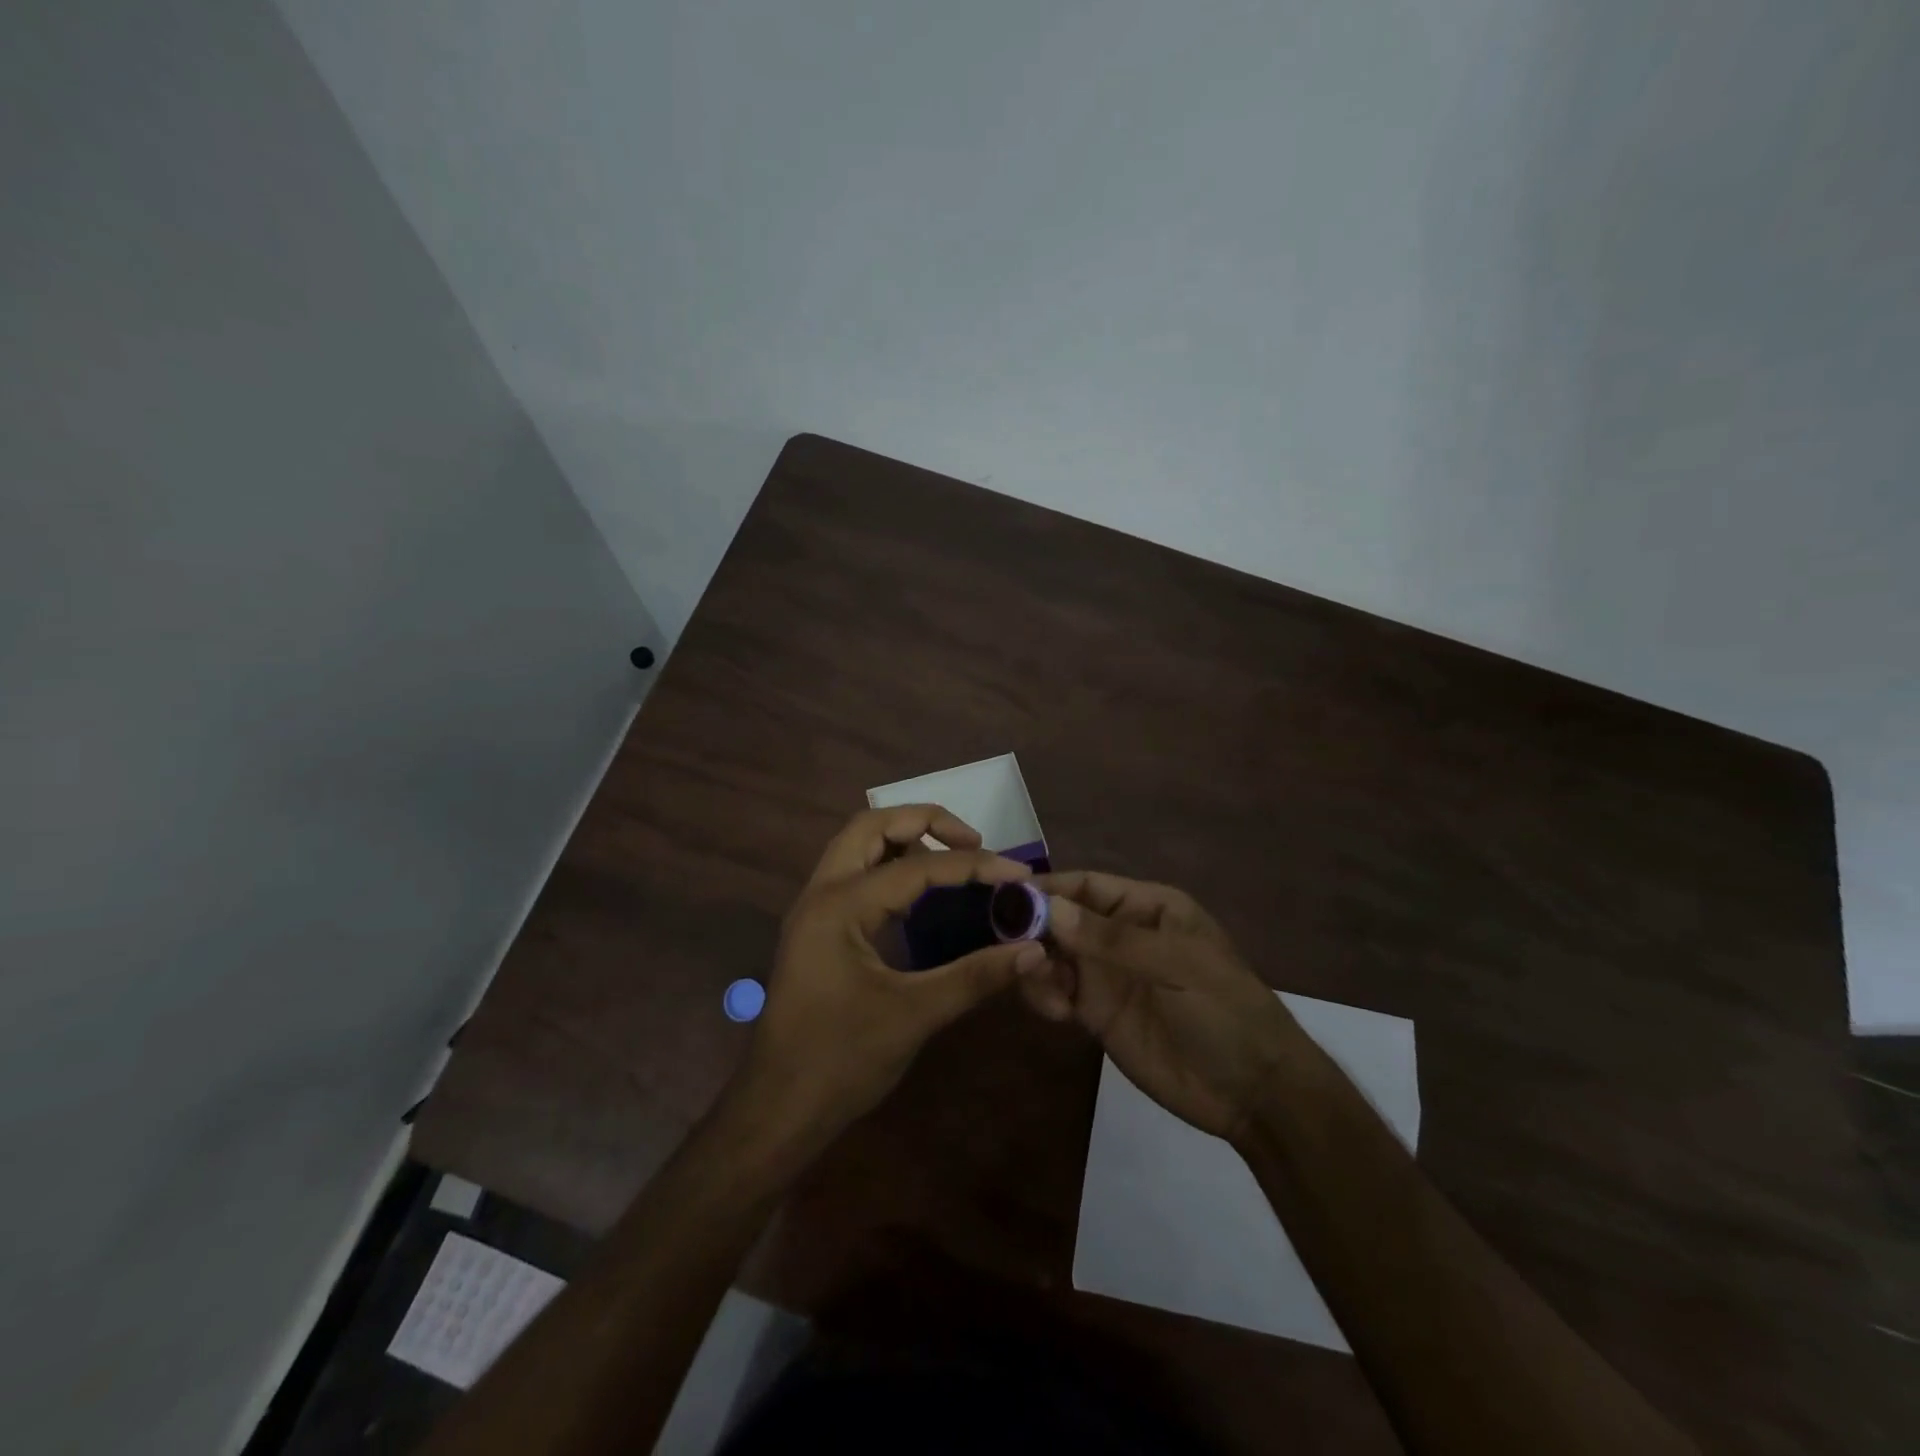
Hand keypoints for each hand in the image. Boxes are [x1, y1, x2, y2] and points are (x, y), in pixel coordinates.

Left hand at [740, 806, 1043, 1141]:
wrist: (777, 1109)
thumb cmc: (841, 1061)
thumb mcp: (914, 1015)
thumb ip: (976, 976)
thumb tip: (1033, 949)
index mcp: (840, 905)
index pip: (916, 865)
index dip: (972, 865)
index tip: (1018, 872)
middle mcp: (821, 893)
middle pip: (871, 826)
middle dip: (925, 822)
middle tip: (973, 842)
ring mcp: (814, 910)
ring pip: (858, 847)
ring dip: (904, 840)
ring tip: (952, 859)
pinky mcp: (817, 930)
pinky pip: (855, 875)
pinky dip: (890, 868)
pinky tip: (922, 897)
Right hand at [1021, 871, 1308, 1141]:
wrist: (1253, 1092)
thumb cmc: (1225, 1011)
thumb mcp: (1176, 966)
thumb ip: (1111, 940)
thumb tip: (1050, 908)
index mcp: (1148, 908)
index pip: (1088, 886)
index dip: (1049, 888)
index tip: (1006, 897)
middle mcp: (1121, 935)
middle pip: (1062, 919)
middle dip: (1033, 928)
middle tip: (1007, 947)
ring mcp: (1107, 975)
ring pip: (1053, 956)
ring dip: (1036, 964)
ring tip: (1041, 987)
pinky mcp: (1097, 1014)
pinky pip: (1057, 993)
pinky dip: (1044, 995)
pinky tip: (1055, 1012)